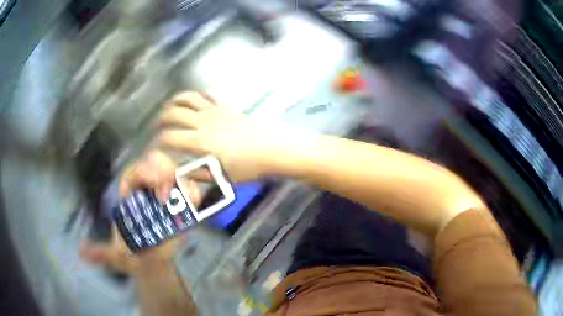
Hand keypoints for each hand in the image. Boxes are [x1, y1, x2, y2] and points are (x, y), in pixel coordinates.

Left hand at [80, 150, 201, 272]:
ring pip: (176, 173)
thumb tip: (81, 252)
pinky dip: (193, 194)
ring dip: (180, 182)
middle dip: (163, 171)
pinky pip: (191, 192)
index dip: (140, 173)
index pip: (135, 171)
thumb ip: (100, 253)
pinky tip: (192, 204)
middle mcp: (149, 190)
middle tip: (165, 194)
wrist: (152, 263)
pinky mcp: (183, 207)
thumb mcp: (114, 255)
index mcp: (131, 193)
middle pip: (158, 164)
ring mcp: (168, 196)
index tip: (147, 185)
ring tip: (183, 200)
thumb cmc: (132, 254)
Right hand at [158, 91, 299, 181]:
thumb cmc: (247, 167)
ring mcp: (214, 111)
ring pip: (187, 98)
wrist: (272, 149)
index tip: (155, 147)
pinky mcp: (226, 106)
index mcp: (198, 142)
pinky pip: (208, 94)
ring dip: (174, 102)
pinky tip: (196, 101)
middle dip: (160, 120)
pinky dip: (199, 95)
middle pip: (173, 114)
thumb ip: (195, 173)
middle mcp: (202, 122)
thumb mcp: (220, 177)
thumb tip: (177, 172)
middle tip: (158, 127)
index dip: (157, 143)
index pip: (169, 138)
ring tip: (170, 108)